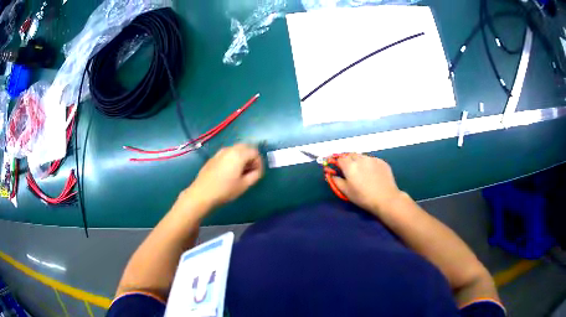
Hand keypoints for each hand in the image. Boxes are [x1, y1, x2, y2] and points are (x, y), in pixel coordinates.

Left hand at [184, 144, 263, 209]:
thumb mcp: (244, 185)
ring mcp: (220, 152)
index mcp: (239, 154)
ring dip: (242, 157)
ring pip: (236, 150)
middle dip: (251, 157)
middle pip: (245, 147)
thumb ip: (255, 175)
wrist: (202, 193)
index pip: (255, 152)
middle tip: (250, 170)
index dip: (259, 162)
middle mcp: (230, 149)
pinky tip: (229, 172)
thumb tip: (257, 170)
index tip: (257, 173)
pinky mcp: (213, 157)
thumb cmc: (225, 190)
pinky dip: (233, 159)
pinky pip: (227, 154)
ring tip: (240, 172)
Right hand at [332, 153, 402, 214]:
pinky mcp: (381, 161)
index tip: (339, 170)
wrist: (385, 198)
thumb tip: (332, 175)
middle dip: (348, 160)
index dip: (338, 164)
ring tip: (362, 172)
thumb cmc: (363, 197)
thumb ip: (337, 181)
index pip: (340, 159)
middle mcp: (360, 159)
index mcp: (350, 166)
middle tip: (350, 171)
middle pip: (351, 155)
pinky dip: (369, 164)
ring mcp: (372, 159)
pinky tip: (372, 174)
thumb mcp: (346, 192)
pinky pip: (372, 160)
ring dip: (359, 161)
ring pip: (362, 156)